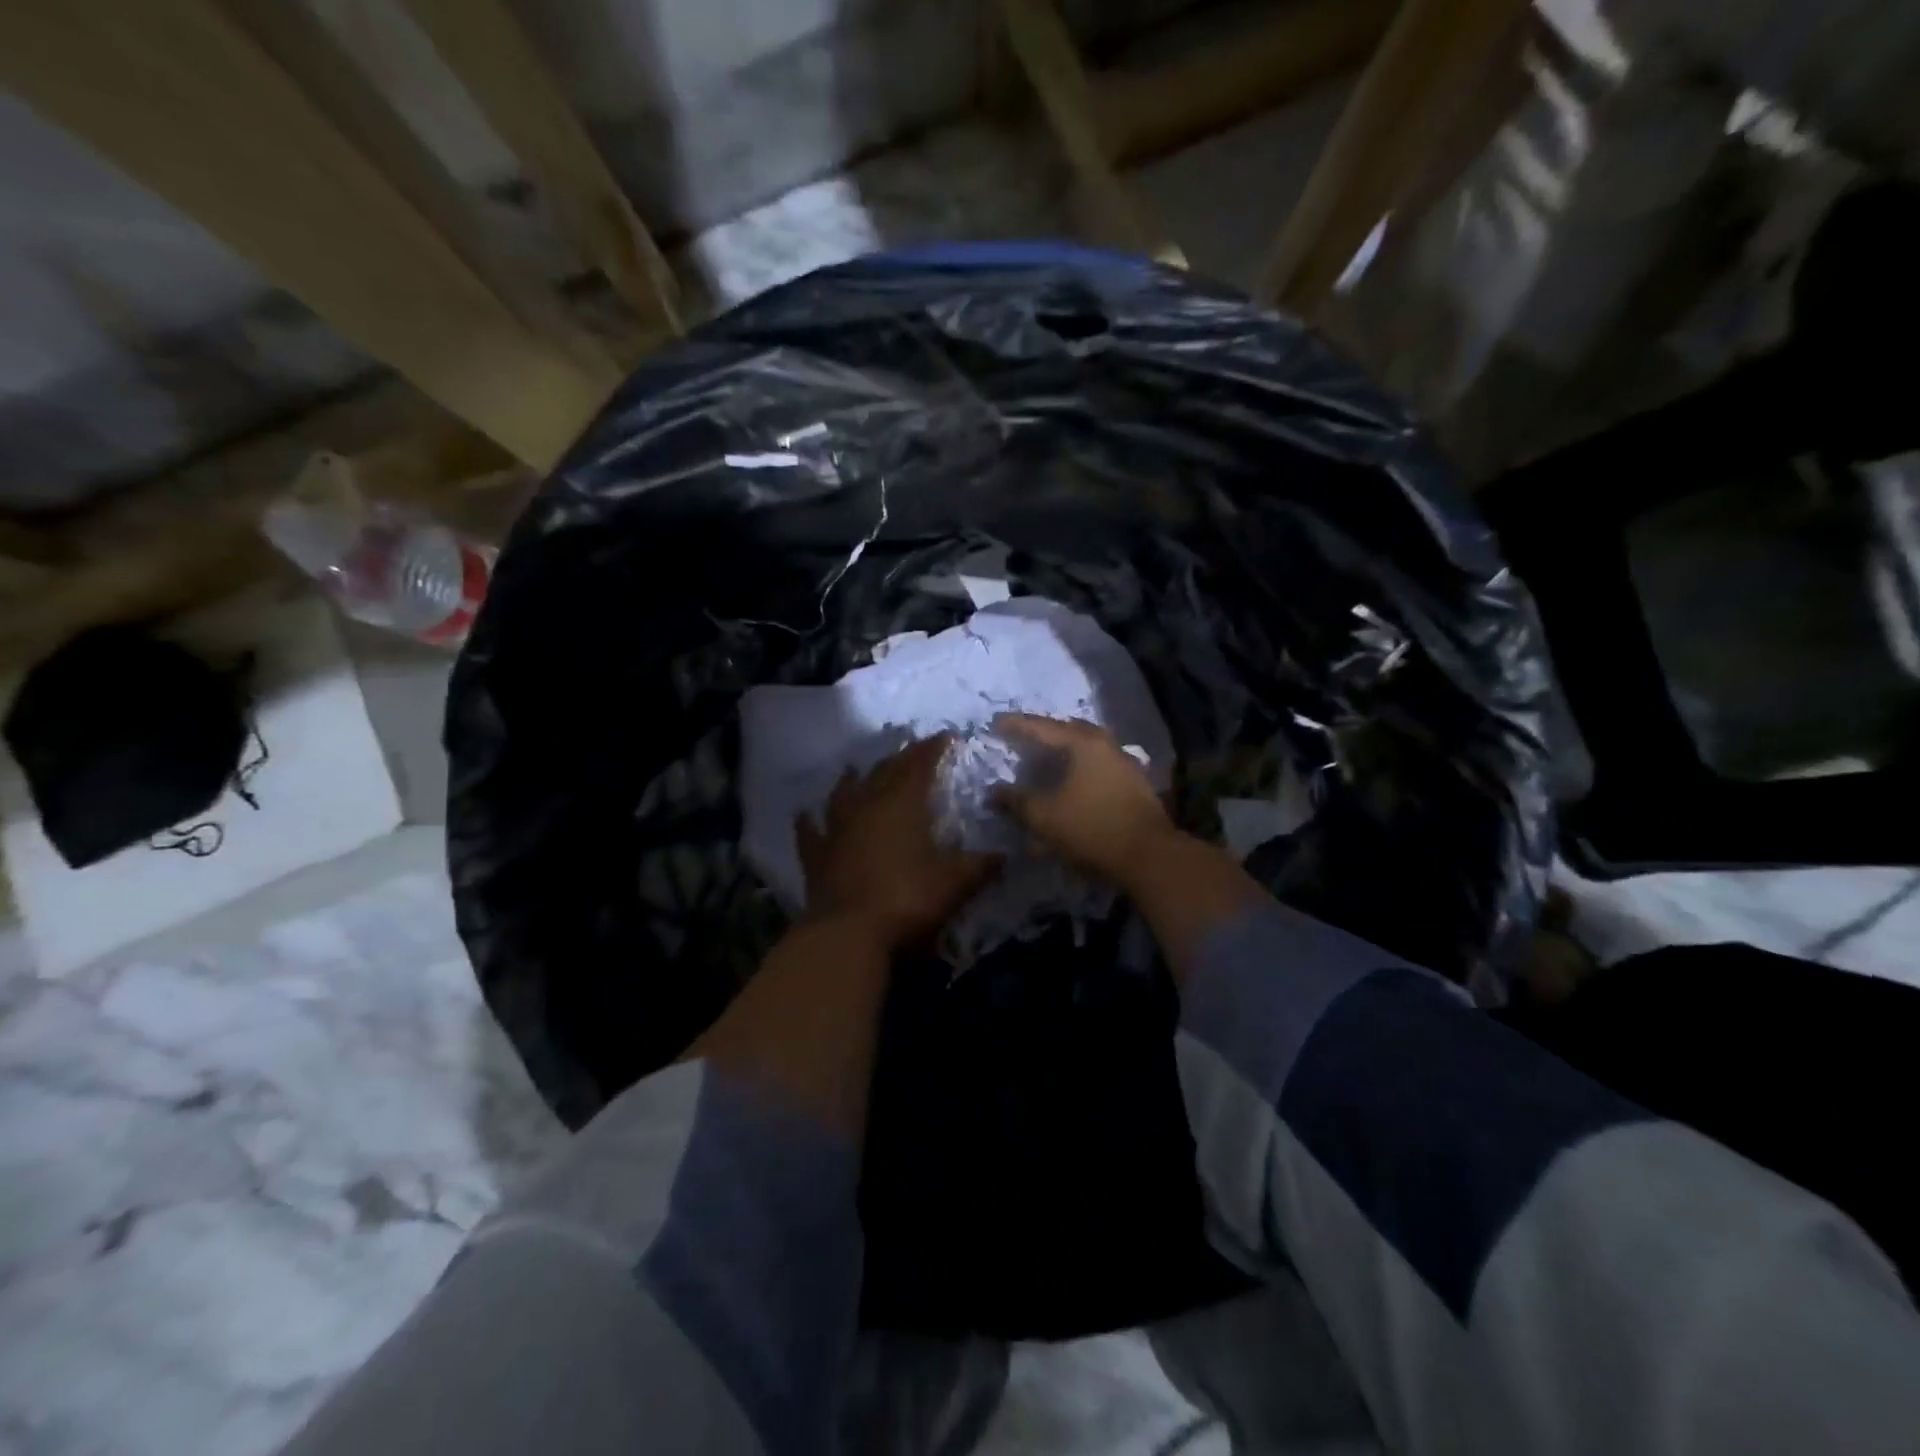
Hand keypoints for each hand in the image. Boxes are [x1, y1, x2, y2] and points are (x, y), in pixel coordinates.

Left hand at [798, 736, 999, 952]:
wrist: (850, 933)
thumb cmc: (908, 899)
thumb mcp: (956, 883)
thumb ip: (981, 865)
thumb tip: (1005, 854)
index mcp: (902, 803)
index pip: (920, 764)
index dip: (933, 748)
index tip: (946, 737)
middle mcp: (867, 805)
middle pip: (883, 772)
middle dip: (900, 759)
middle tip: (912, 753)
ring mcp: (836, 828)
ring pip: (843, 792)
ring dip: (852, 779)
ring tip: (856, 769)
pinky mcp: (816, 855)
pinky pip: (809, 830)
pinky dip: (808, 820)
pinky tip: (804, 813)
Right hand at [991, 713, 1175, 886]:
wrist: (1149, 856)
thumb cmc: (1091, 829)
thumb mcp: (1044, 817)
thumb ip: (1016, 801)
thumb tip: (994, 791)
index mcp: (1083, 743)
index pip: (1042, 727)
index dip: (1016, 725)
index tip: (995, 723)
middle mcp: (1106, 745)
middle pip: (1069, 731)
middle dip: (1044, 733)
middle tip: (1023, 737)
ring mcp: (1125, 763)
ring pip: (1087, 748)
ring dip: (1064, 751)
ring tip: (1046, 759)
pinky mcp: (1134, 784)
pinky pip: (1099, 765)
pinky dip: (1080, 768)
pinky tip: (1072, 782)